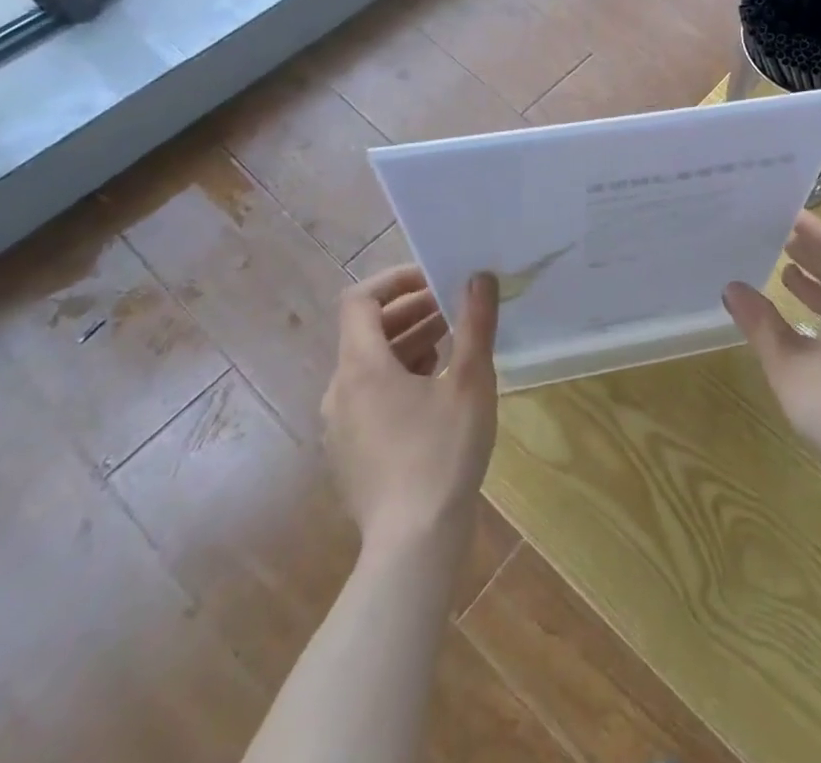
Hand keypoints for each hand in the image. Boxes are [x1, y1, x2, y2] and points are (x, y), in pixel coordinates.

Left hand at [322, 265, 498, 542]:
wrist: (414, 544)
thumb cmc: (443, 452)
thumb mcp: (471, 381)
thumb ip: (475, 323)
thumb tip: (480, 277)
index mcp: (361, 367)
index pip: (360, 300)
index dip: (395, 280)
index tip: (435, 278)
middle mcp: (340, 390)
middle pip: (368, 331)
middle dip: (412, 310)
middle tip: (456, 305)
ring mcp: (341, 425)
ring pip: (371, 364)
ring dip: (410, 343)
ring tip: (455, 340)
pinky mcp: (351, 451)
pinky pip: (371, 395)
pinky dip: (401, 376)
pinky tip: (439, 387)